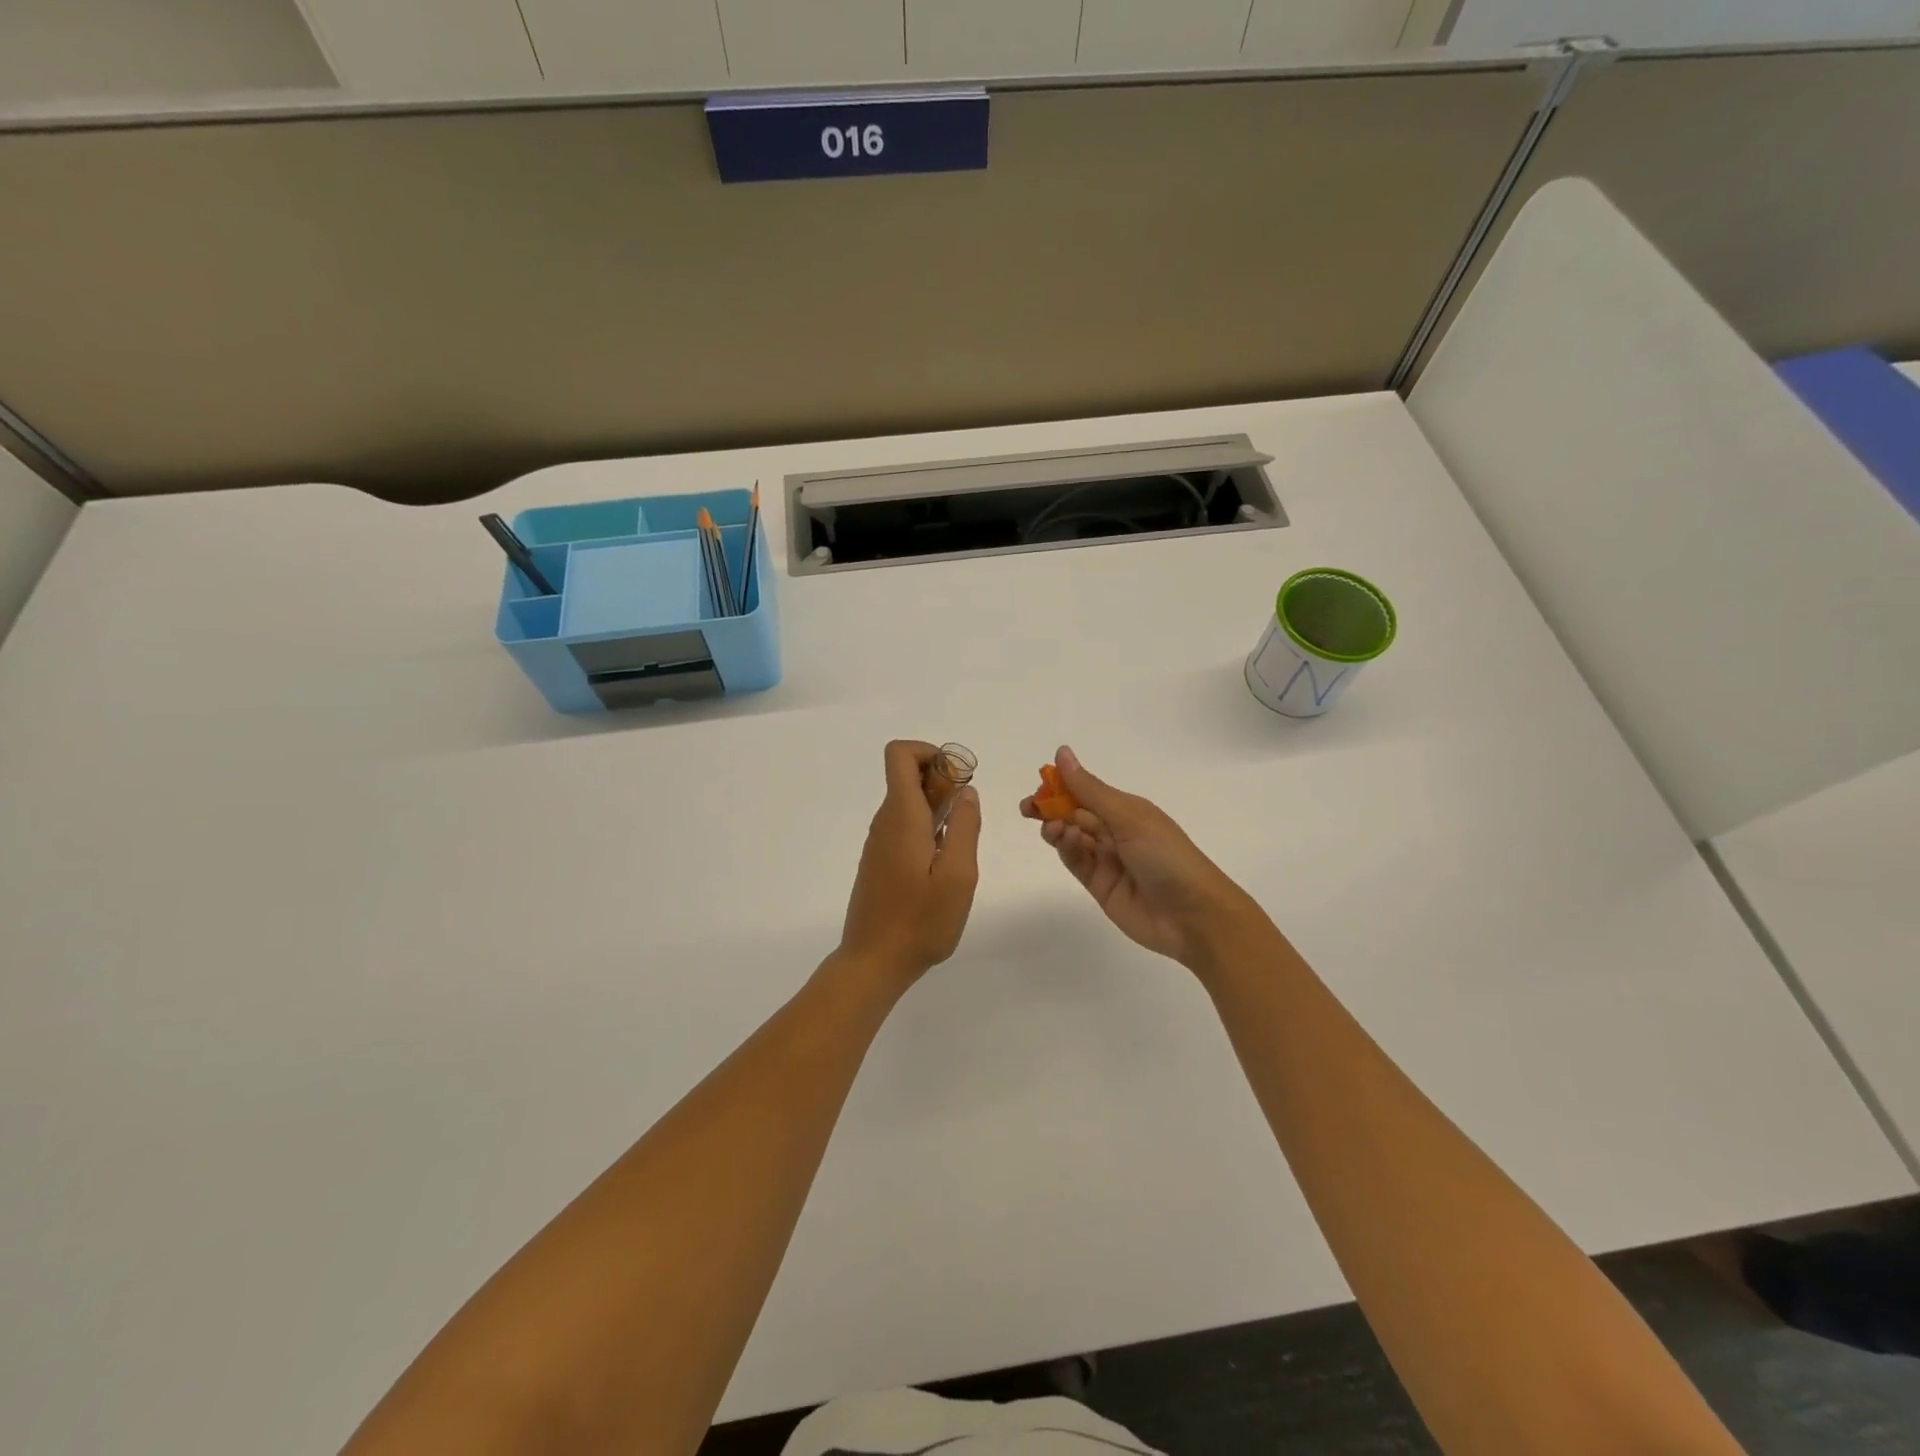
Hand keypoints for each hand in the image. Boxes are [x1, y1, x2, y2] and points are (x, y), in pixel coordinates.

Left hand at [837, 740, 982, 989]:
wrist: (873, 962)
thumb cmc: (920, 921)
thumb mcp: (958, 875)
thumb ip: (965, 827)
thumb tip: (967, 792)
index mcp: (902, 816)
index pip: (900, 754)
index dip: (931, 753)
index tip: (958, 780)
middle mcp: (885, 821)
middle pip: (907, 775)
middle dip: (942, 781)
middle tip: (967, 818)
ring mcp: (879, 842)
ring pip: (907, 802)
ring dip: (937, 807)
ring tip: (959, 846)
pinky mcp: (879, 861)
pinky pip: (903, 826)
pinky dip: (926, 828)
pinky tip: (941, 866)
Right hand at [1021, 745, 1261, 969]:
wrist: (1193, 915)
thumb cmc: (1167, 856)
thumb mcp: (1129, 817)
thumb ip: (1090, 790)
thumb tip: (1062, 753)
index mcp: (1127, 810)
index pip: (1086, 791)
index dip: (1062, 786)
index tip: (1039, 782)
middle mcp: (1116, 832)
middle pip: (1075, 814)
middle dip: (1051, 808)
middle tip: (1028, 809)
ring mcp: (1107, 860)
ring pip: (1072, 838)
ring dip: (1058, 829)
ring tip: (1054, 829)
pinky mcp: (1100, 885)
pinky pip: (1076, 862)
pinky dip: (1067, 850)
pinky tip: (1066, 842)